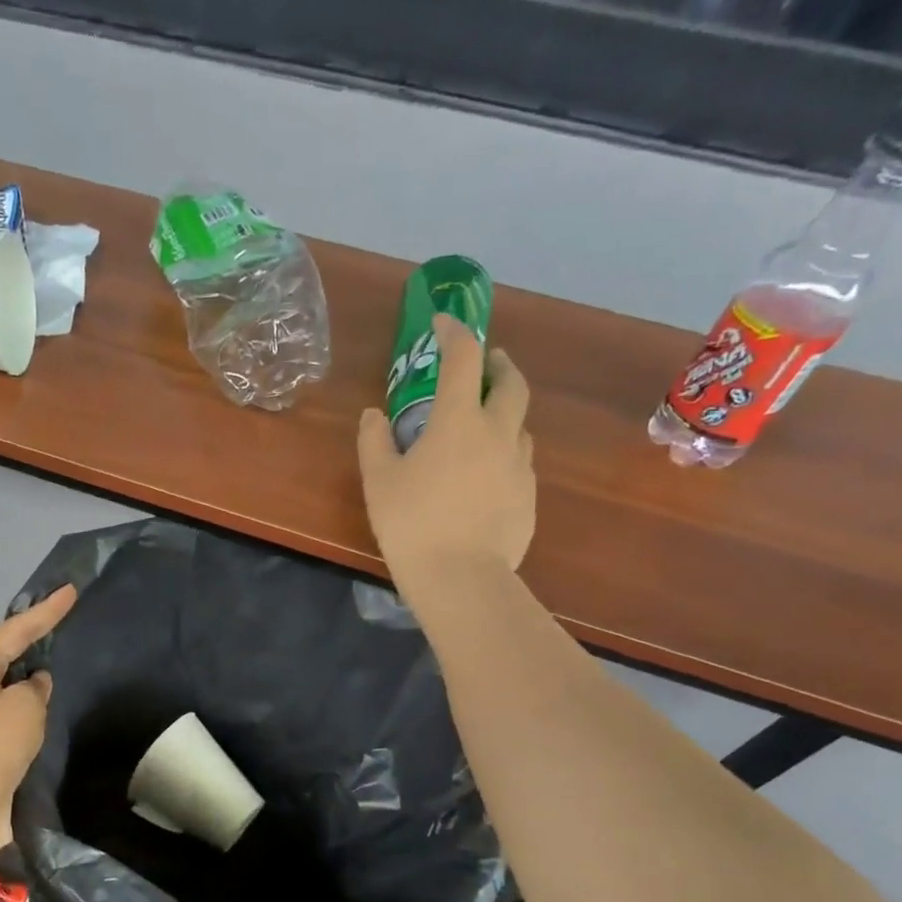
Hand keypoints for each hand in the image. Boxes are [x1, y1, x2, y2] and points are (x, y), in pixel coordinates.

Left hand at [0, 585, 76, 844]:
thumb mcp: (24, 708)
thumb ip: (36, 687)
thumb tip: (34, 685)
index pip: (14, 630)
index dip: (46, 611)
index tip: (71, 591)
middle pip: (6, 654)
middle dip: (34, 639)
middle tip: (64, 621)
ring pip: (8, 686)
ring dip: (32, 678)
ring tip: (62, 660)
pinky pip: (9, 714)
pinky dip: (29, 708)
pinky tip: (49, 707)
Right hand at [358, 314, 534, 611]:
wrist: (462, 578)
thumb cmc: (412, 524)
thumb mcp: (378, 481)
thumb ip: (374, 441)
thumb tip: (373, 415)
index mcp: (459, 421)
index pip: (463, 358)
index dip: (454, 333)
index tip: (443, 323)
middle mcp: (498, 433)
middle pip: (511, 383)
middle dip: (498, 364)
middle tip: (486, 362)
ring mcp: (519, 466)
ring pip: (520, 423)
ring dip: (505, 410)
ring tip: (484, 422)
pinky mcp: (528, 497)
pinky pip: (519, 461)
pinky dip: (504, 451)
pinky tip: (486, 474)